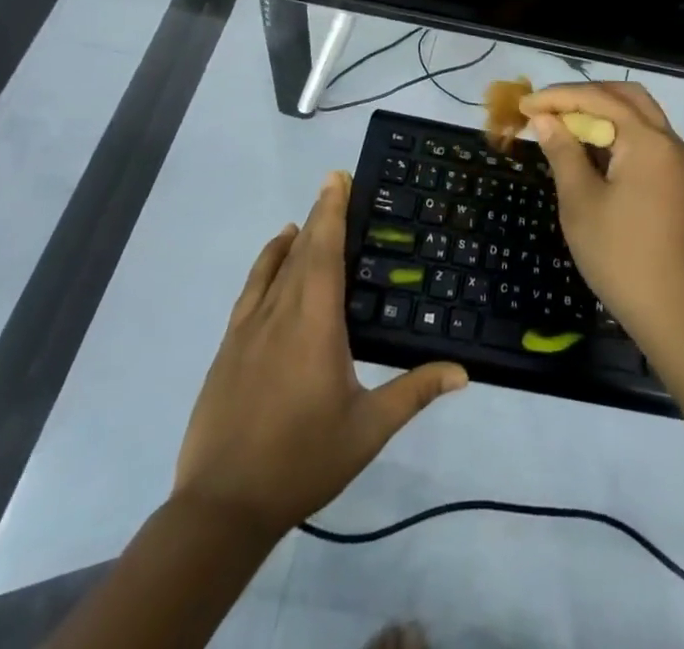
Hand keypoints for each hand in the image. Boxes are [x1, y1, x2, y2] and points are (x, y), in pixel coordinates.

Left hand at [172, 172, 467, 536]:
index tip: (338, 177)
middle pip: (301, 250)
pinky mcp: (228, 348)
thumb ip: (414, 392)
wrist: (221, 507)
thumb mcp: (366, 429)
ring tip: (308, 220)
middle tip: (336, 186)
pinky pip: (251, 290)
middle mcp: (280, 313)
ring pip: (273, 267)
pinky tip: (273, 263)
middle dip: (320, 215)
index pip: (324, 250)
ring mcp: (247, 329)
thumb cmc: (301, 460)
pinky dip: (265, 265)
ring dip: (293, 239)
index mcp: (315, 322)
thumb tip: (463, 372)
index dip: (332, 210)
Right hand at [520, 83, 683, 350]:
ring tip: (566, 128)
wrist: (678, 314)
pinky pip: (649, 142)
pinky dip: (620, 136)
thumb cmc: (622, 257)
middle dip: (586, 96)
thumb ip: (563, 153)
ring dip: (604, 114)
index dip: (559, 97)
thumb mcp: (581, 203)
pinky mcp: (681, 184)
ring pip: (641, 118)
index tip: (525, 105)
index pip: (599, 99)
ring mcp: (680, 164)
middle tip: (549, 109)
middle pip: (627, 97)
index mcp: (648, 141)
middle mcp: (670, 142)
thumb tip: (545, 119)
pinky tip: (594, 153)